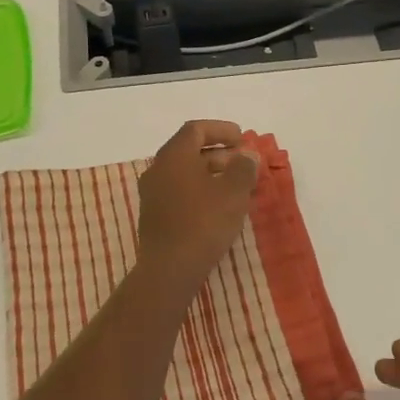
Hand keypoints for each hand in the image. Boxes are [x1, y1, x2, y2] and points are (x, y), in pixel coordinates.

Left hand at [135, 120, 258, 286]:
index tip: (242, 138)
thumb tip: (247, 156)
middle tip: (244, 163)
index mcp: (174, 156)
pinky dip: (200, 190)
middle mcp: (158, 169)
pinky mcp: (154, 216)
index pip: (196, 130)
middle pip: (189, 150)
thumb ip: (243, 168)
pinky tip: (219, 206)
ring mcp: (153, 194)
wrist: (169, 269)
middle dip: (219, 153)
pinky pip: (180, 191)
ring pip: (185, 173)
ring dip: (211, 173)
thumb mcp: (233, 193)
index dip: (221, 130)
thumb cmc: (203, 223)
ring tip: (237, 186)